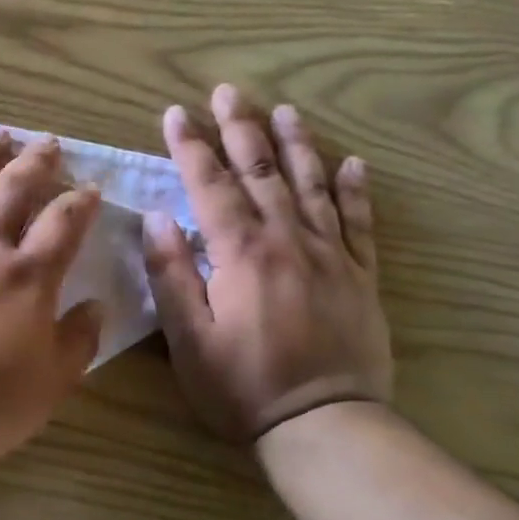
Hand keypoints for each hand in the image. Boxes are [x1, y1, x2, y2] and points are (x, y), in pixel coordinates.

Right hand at [143, 85, 391, 444]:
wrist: (326, 427)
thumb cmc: (241, 386)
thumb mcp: (187, 338)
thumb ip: (171, 274)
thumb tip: (157, 219)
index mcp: (241, 254)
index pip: (210, 186)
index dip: (190, 147)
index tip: (175, 114)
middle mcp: (288, 241)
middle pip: (261, 172)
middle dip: (240, 129)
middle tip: (227, 92)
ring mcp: (331, 256)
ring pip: (311, 186)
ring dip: (296, 145)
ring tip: (284, 110)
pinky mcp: (360, 277)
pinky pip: (360, 223)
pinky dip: (354, 190)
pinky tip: (353, 164)